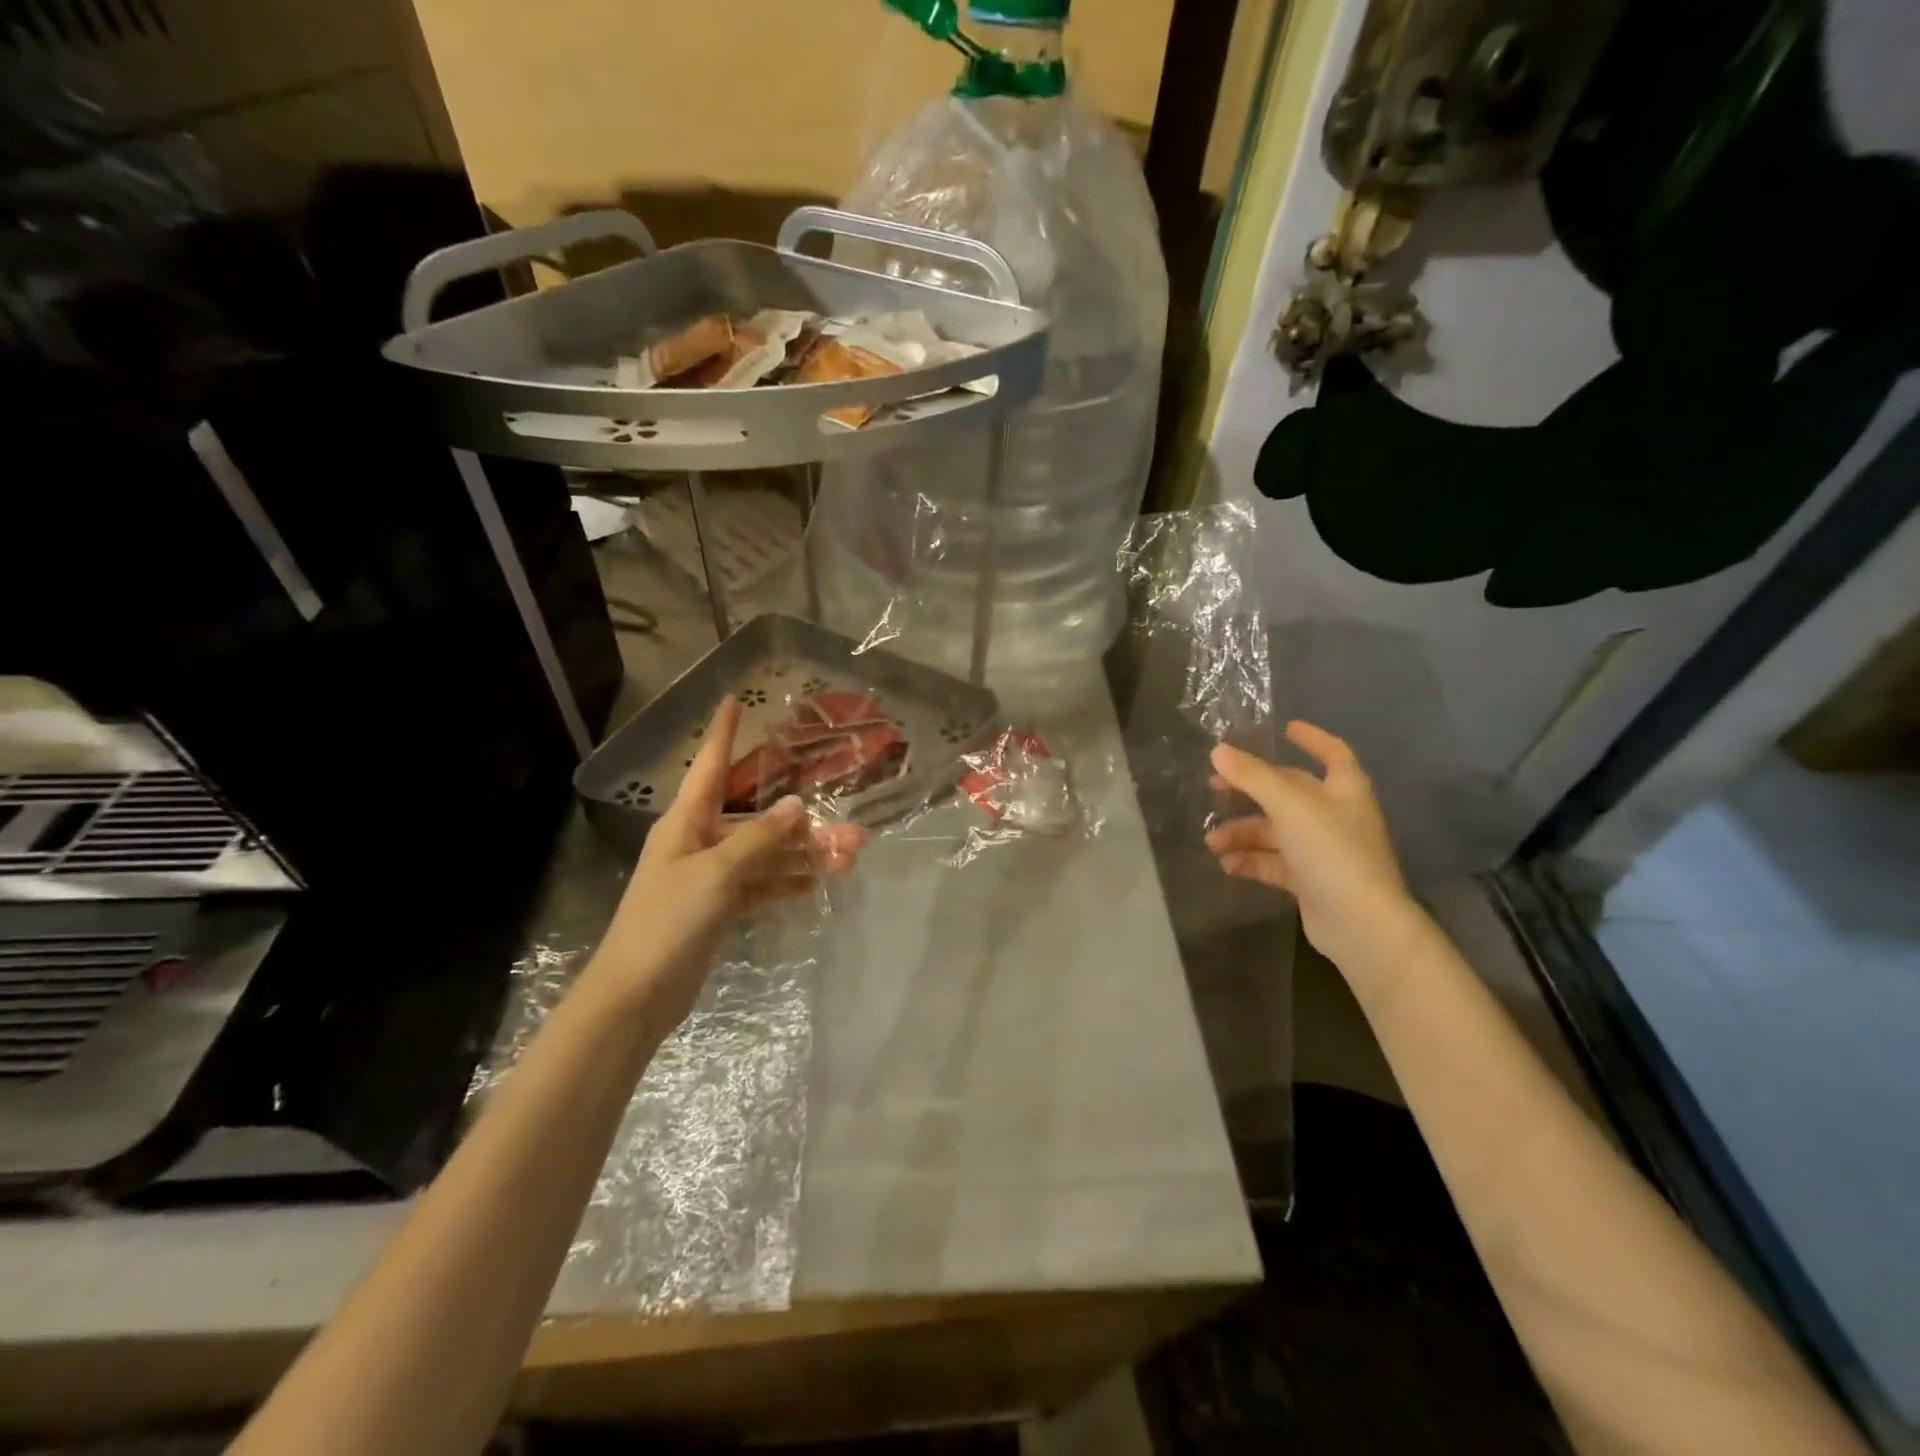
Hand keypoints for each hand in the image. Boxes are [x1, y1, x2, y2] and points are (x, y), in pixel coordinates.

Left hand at [583, 697, 865, 1031]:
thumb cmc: (667, 921)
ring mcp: (710, 877)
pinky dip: (787, 883)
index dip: (722, 734)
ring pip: (766, 856)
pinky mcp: (719, 909)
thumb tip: (795, 805)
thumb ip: (758, 839)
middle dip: (802, 823)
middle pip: (757, 821)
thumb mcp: (715, 874)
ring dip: (804, 856)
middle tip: (852, 829)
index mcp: (686, 823)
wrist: (636, 995)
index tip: (734, 702)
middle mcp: (699, 842)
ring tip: (850, 859)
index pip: (708, 767)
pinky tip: (818, 883)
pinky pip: (761, 885)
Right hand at [1205, 721, 1414, 968]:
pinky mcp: (1310, 881)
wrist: (1361, 925)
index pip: (1332, 753)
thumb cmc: (1332, 852)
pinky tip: (1226, 864)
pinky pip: (1274, 863)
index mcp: (1344, 789)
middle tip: (1214, 787)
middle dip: (1251, 790)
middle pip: (1289, 792)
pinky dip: (1251, 861)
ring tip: (1212, 840)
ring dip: (1243, 832)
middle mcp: (1335, 816)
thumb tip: (1217, 750)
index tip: (1284, 729)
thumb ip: (1252, 777)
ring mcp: (1323, 851)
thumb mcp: (1289, 806)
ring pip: (1276, 831)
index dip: (1311, 739)